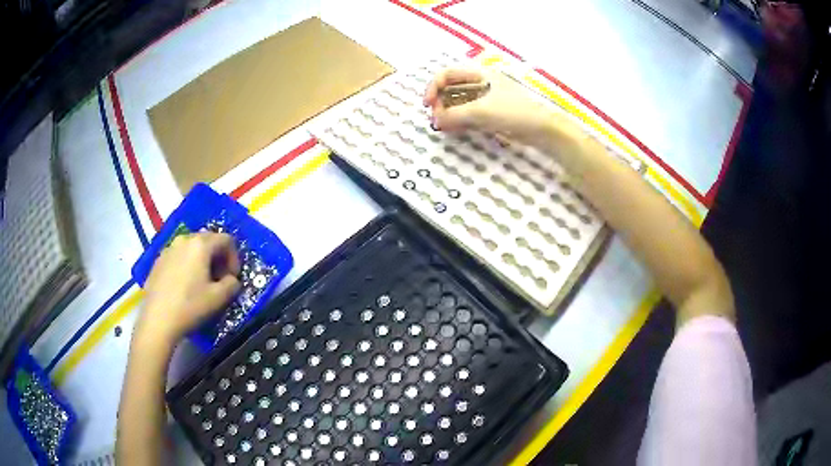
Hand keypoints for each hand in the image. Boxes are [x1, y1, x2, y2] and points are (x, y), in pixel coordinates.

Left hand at [136, 233, 240, 347]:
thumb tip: (231, 280)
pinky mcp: (158, 261)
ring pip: (192, 248)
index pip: (226, 240)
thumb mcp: (219, 298)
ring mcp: (168, 249)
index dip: (234, 258)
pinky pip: (179, 257)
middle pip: (208, 240)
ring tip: (202, 283)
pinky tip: (184, 286)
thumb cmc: (190, 306)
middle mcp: (184, 240)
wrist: (158, 320)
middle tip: (220, 280)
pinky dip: (187, 266)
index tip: (232, 278)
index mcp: (200, 244)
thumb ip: (232, 284)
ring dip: (202, 261)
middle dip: (218, 258)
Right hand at [423, 68, 554, 145]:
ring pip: (459, 103)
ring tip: (443, 127)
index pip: (447, 75)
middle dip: (440, 102)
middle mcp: (480, 83)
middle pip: (451, 89)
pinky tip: (453, 130)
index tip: (428, 105)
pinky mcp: (491, 113)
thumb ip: (454, 115)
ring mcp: (486, 99)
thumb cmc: (513, 112)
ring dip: (448, 113)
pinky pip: (468, 114)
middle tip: (436, 119)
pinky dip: (459, 120)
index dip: (433, 87)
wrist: (542, 129)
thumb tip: (435, 121)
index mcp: (479, 74)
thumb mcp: (480, 111)